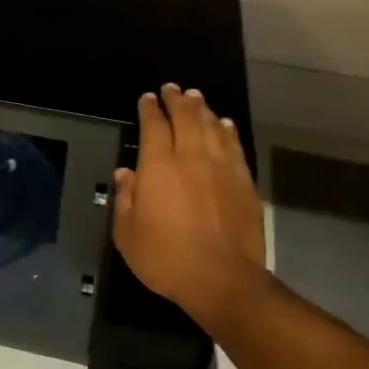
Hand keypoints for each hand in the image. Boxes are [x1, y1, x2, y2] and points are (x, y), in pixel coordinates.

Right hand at [112, 84, 267, 329]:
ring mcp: (221, 167)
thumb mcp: (128, 234)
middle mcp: (191, 157)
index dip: (149, 109)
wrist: (223, 280)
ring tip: (195, 97)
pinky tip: (224, 124)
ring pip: (211, 126)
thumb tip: (125, 173)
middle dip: (177, 100)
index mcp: (158, 166)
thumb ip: (125, 199)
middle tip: (172, 89)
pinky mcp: (244, 181)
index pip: (153, 126)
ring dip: (202, 109)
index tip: (147, 98)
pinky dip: (227, 130)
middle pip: (185, 117)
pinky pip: (234, 145)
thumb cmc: (166, 259)